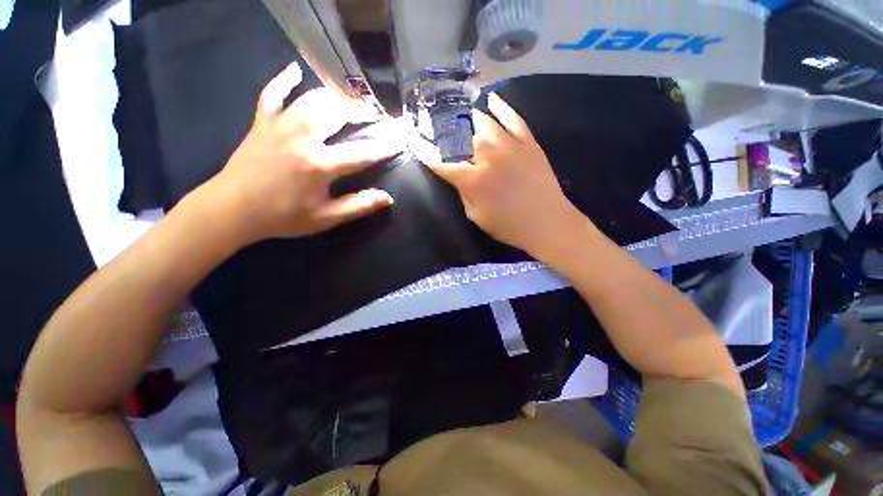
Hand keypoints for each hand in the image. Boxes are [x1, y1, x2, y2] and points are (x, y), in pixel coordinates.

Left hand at [204, 62, 405, 244]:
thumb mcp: (326, 218)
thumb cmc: (283, 217)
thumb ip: (358, 206)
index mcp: (319, 165)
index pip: (361, 153)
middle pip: (336, 113)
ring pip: (310, 99)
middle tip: (373, 114)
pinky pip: (272, 94)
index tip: (400, 140)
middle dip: (359, 111)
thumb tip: (387, 198)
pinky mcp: (261, 123)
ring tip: (348, 100)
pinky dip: (283, 81)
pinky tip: (294, 70)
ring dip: (333, 97)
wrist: (232, 209)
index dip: (384, 147)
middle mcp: (301, 138)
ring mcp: (279, 126)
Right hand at [414, 93, 585, 260]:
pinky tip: (491, 99)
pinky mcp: (529, 143)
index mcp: (473, 180)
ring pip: (484, 121)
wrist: (547, 223)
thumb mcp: (475, 216)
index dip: (425, 152)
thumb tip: (459, 174)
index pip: (441, 162)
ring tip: (458, 110)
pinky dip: (502, 107)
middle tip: (436, 123)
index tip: (415, 142)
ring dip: (467, 115)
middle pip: (460, 135)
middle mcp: (488, 157)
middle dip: (444, 129)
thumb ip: (463, 192)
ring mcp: (510, 146)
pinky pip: (513, 119)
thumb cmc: (508, 226)